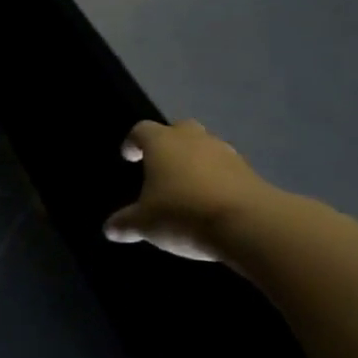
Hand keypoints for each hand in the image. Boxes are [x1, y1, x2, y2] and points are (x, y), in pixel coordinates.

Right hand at [103, 119, 275, 262]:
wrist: (247, 223)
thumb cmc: (183, 214)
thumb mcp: (146, 224)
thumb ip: (126, 223)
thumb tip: (109, 229)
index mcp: (162, 143)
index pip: (141, 130)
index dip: (133, 142)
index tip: (129, 156)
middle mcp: (192, 139)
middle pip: (178, 129)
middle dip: (169, 143)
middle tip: (162, 165)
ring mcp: (224, 152)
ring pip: (205, 146)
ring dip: (196, 160)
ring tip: (189, 185)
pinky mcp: (249, 170)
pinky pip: (227, 167)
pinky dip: (218, 177)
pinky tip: (213, 199)